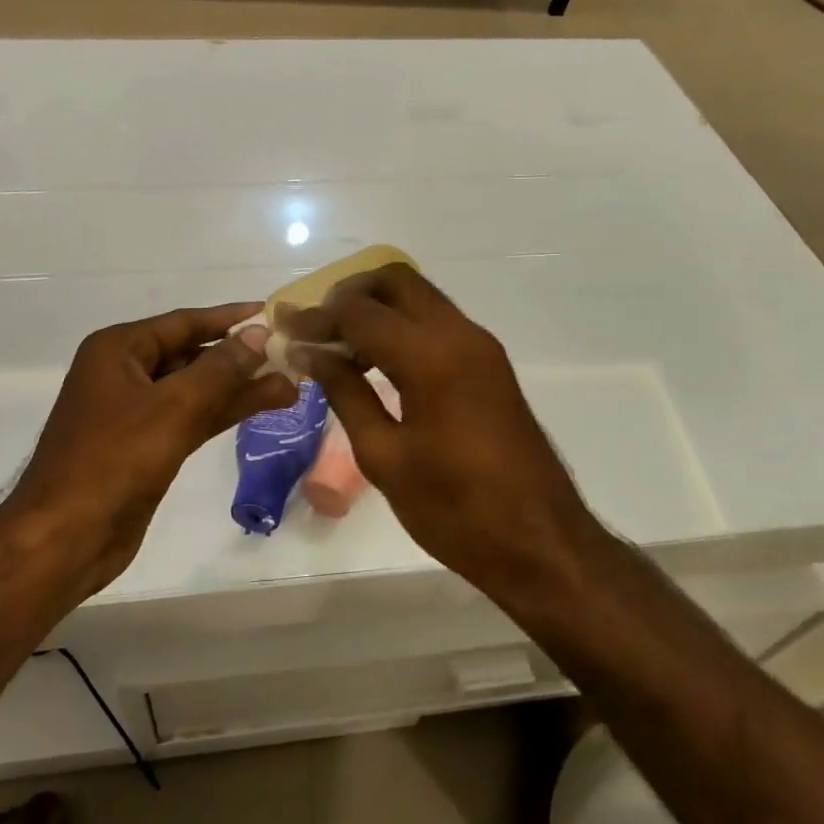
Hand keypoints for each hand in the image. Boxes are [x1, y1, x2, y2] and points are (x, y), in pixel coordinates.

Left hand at [4, 304, 295, 598]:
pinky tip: (262, 407)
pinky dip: (224, 412)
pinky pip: (192, 418)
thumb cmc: (113, 461)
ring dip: (240, 388)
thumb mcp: (173, 407)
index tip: (271, 313)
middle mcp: (124, 373)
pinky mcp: (146, 447)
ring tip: (291, 384)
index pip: (184, 322)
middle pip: (192, 354)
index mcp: (118, 350)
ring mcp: (135, 412)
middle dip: (239, 356)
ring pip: (196, 390)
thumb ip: (220, 368)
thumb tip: (258, 335)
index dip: (230, 318)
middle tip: (289, 354)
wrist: (65, 538)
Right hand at [281, 265, 598, 592]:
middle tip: (316, 328)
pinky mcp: (490, 364)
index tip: (283, 329)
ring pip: (419, 297)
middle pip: (396, 280)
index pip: (360, 311)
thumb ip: (346, 394)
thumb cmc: (455, 510)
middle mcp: (460, 334)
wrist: (540, 542)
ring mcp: (481, 346)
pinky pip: (437, 322)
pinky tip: (376, 363)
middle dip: (349, 294)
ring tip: (338, 348)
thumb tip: (312, 353)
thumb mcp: (385, 457)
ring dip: (377, 309)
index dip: (316, 317)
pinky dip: (402, 326)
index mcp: (431, 357)